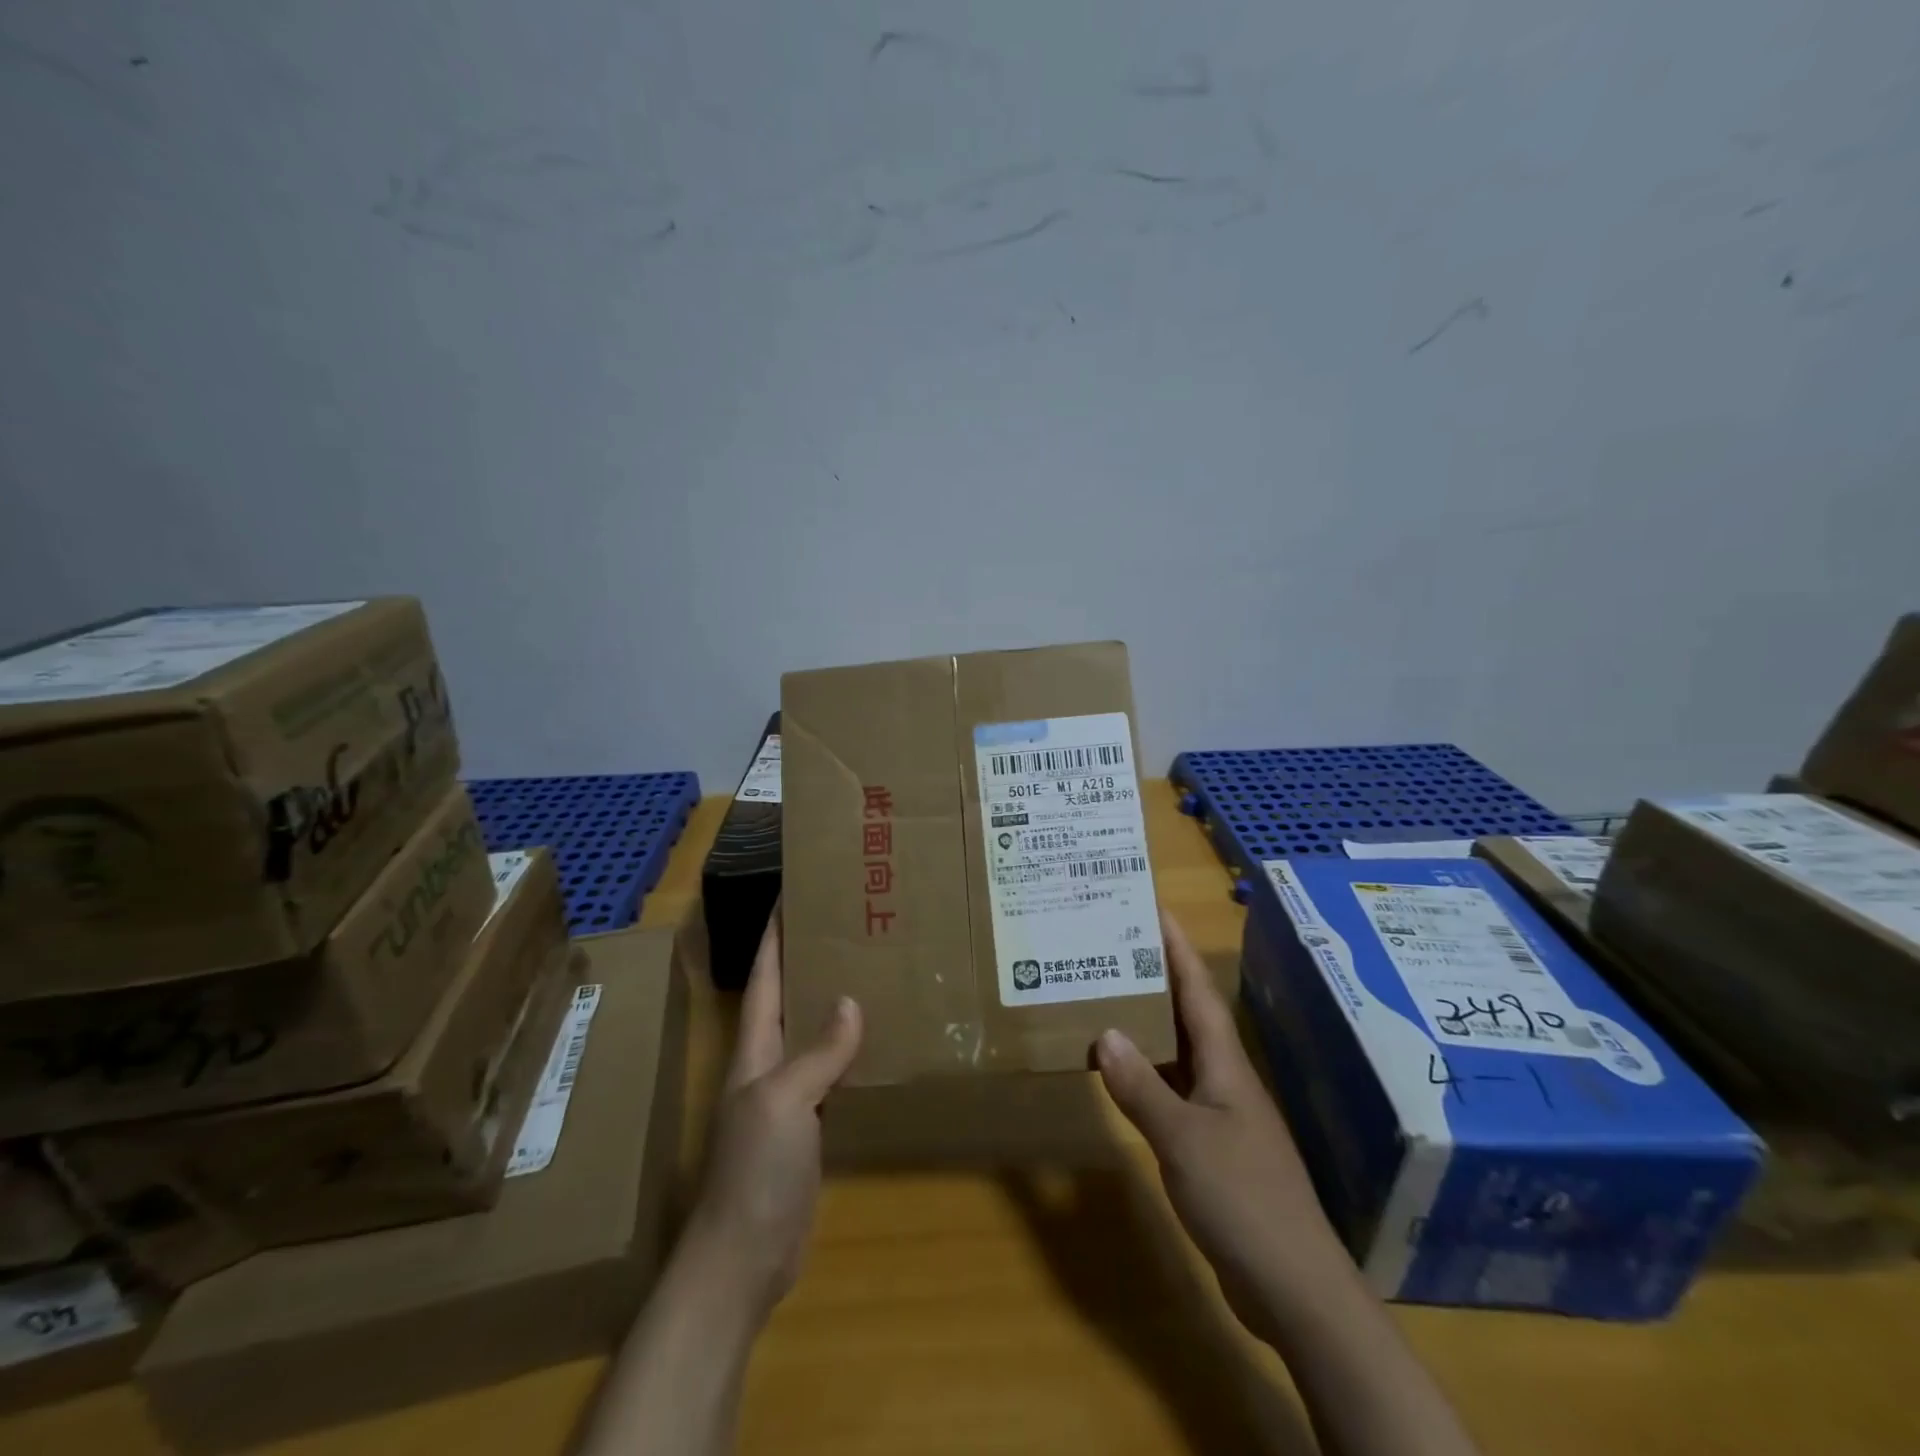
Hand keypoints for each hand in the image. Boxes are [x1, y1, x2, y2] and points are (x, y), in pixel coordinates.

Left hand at [682, 910, 862, 1321]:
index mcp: (755, 1049)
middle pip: (791, 998)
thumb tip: (850, 1001)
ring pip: (815, 1033)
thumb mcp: (784, 1101)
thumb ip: (817, 1051)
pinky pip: (834, 1073)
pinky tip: (880, 1039)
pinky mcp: (811, 1126)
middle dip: (812, 958)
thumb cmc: (755, 1170)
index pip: (764, 977)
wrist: (744, 1258)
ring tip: (873, 967)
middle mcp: (770, 1064)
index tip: (792, 892)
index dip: (774, 935)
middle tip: (851, 923)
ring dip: (835, 1001)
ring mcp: (790, 1097)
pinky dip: (852, 1050)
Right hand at [1096, 910, 1349, 1340]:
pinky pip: (1174, 1091)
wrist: (1294, 1286)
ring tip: (1108, 997)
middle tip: (1115, 946)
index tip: (1154, 908)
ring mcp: (1222, 1113)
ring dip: (1149, 1024)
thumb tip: (1104, 1033)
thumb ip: (1142, 1087)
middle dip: (1157, 976)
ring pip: (1181, 1052)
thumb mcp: (1182, 1140)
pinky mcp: (1214, 1146)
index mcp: (1225, 1064)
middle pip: (1189, 1013)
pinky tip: (1122, 1075)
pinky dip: (1148, 1074)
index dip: (1177, 948)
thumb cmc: (1242, 1199)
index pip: (1198, 991)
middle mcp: (1226, 1078)